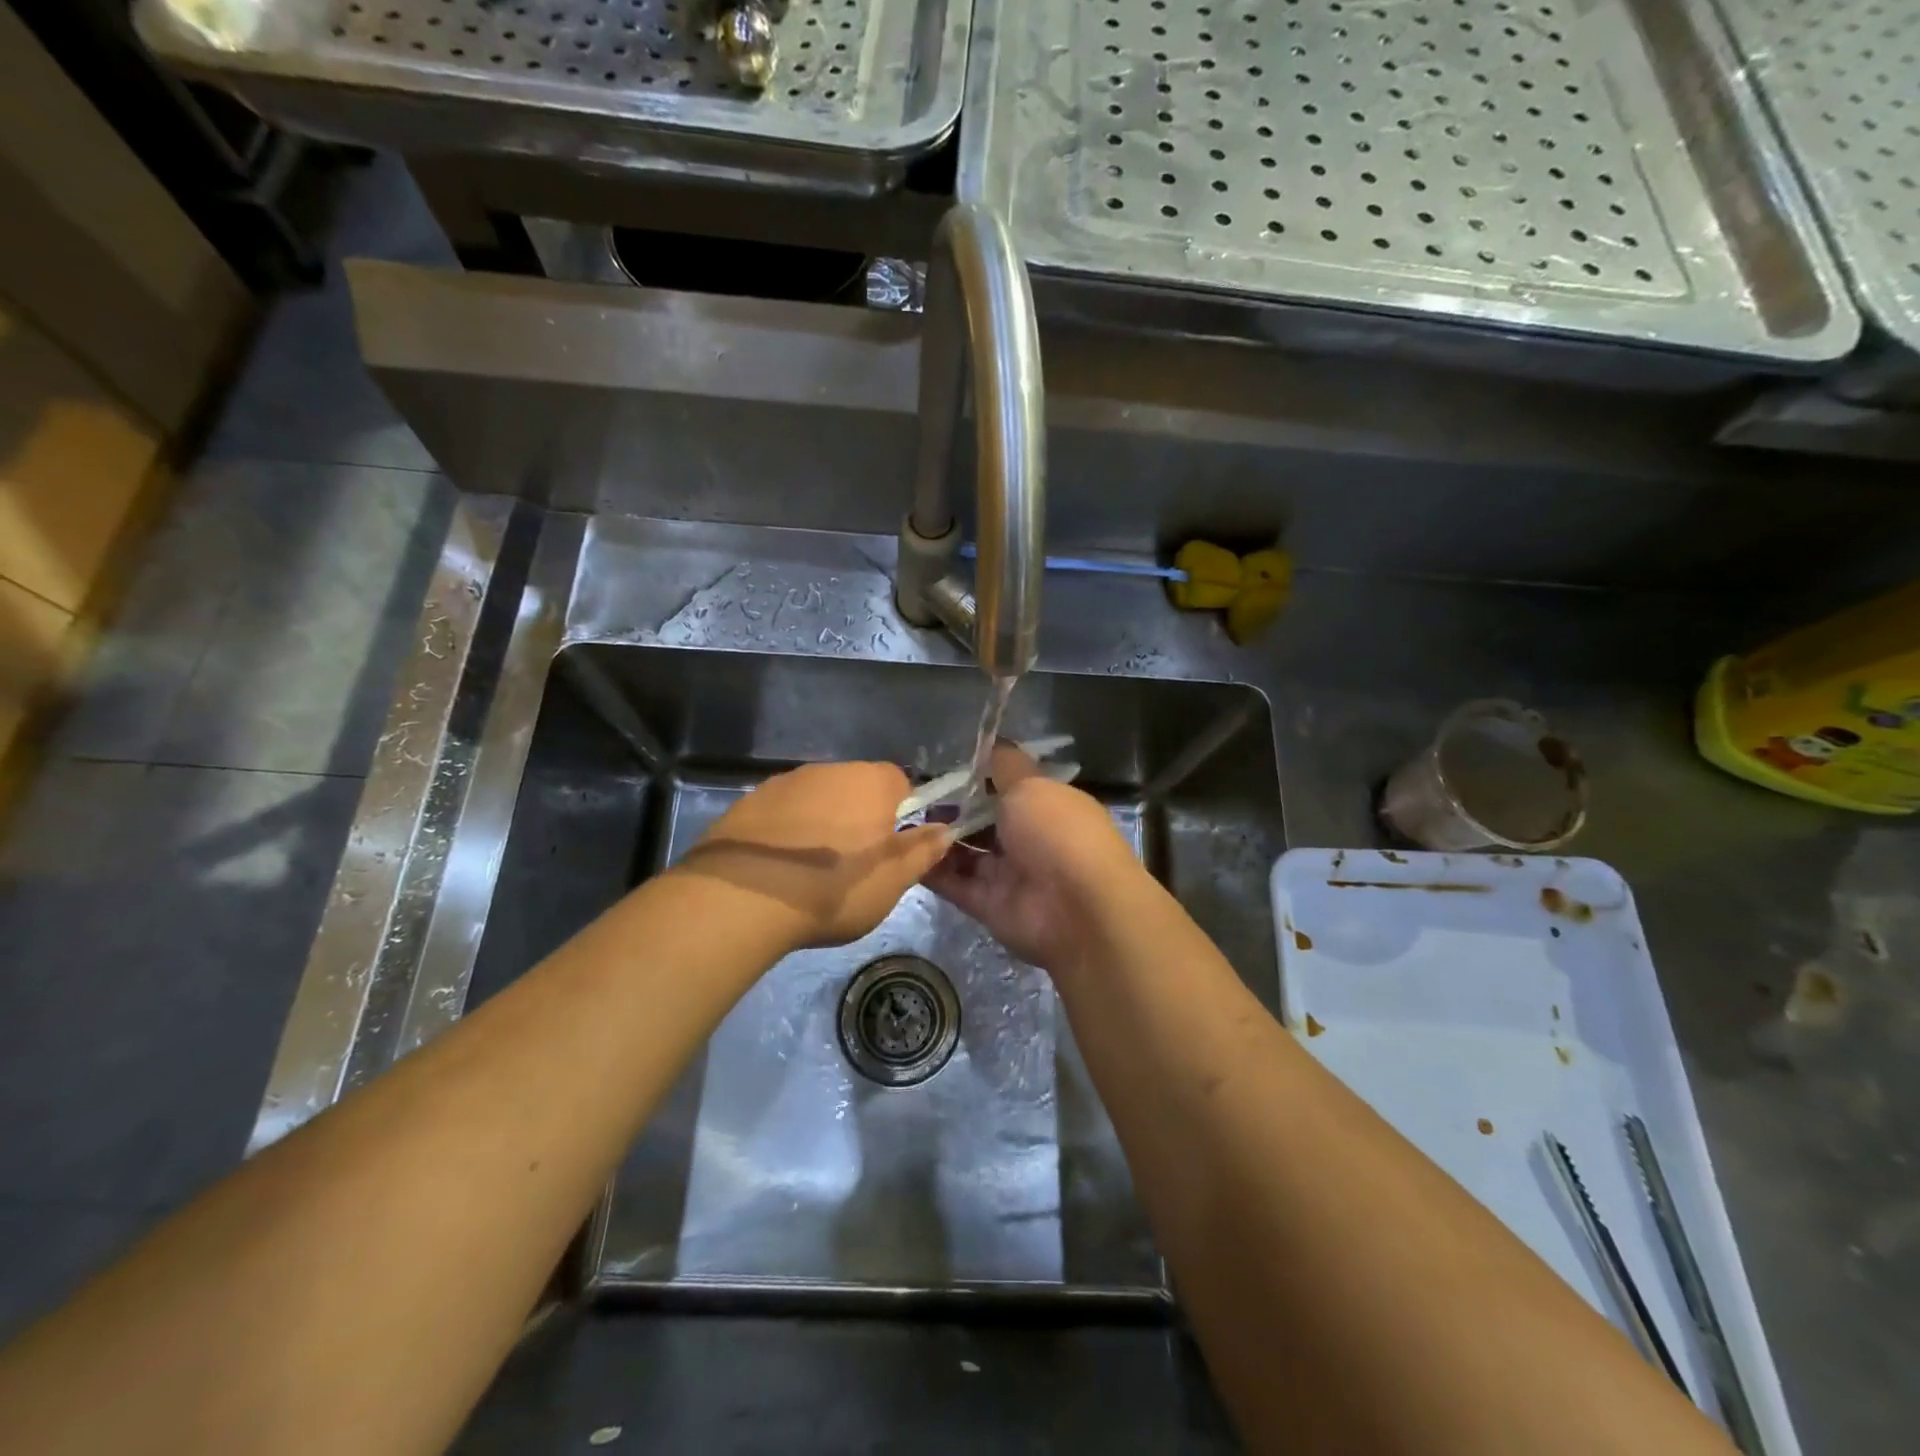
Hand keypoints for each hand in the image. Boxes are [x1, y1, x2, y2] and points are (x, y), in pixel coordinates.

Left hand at [672, 761, 950, 951]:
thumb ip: (923, 851)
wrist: (741, 899)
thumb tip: (945, 830)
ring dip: (821, 824)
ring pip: (817, 799)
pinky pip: (781, 813)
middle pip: (857, 788)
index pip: (900, 782)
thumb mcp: (892, 880)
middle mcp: (828, 770)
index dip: (902, 814)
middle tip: (854, 865)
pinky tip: (778, 869)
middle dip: (860, 818)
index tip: (892, 848)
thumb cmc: (833, 888)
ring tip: (812, 872)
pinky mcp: (747, 802)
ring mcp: (783, 783)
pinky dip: (786, 832)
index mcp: (870, 782)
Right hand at [923, 744, 1148, 973]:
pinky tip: (901, 852)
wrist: (1078, 910)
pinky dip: (930, 870)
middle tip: (913, 795)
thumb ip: (1005, 766)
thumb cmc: (1057, 833)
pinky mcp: (988, 905)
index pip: (1008, 787)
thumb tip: (991, 741)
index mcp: (1046, 805)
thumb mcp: (1031, 785)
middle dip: (951, 808)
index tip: (942, 766)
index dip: (978, 776)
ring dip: (936, 838)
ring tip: (900, 821)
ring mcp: (1009, 873)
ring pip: (966, 852)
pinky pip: (954, 884)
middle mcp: (1029, 838)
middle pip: (983, 820)